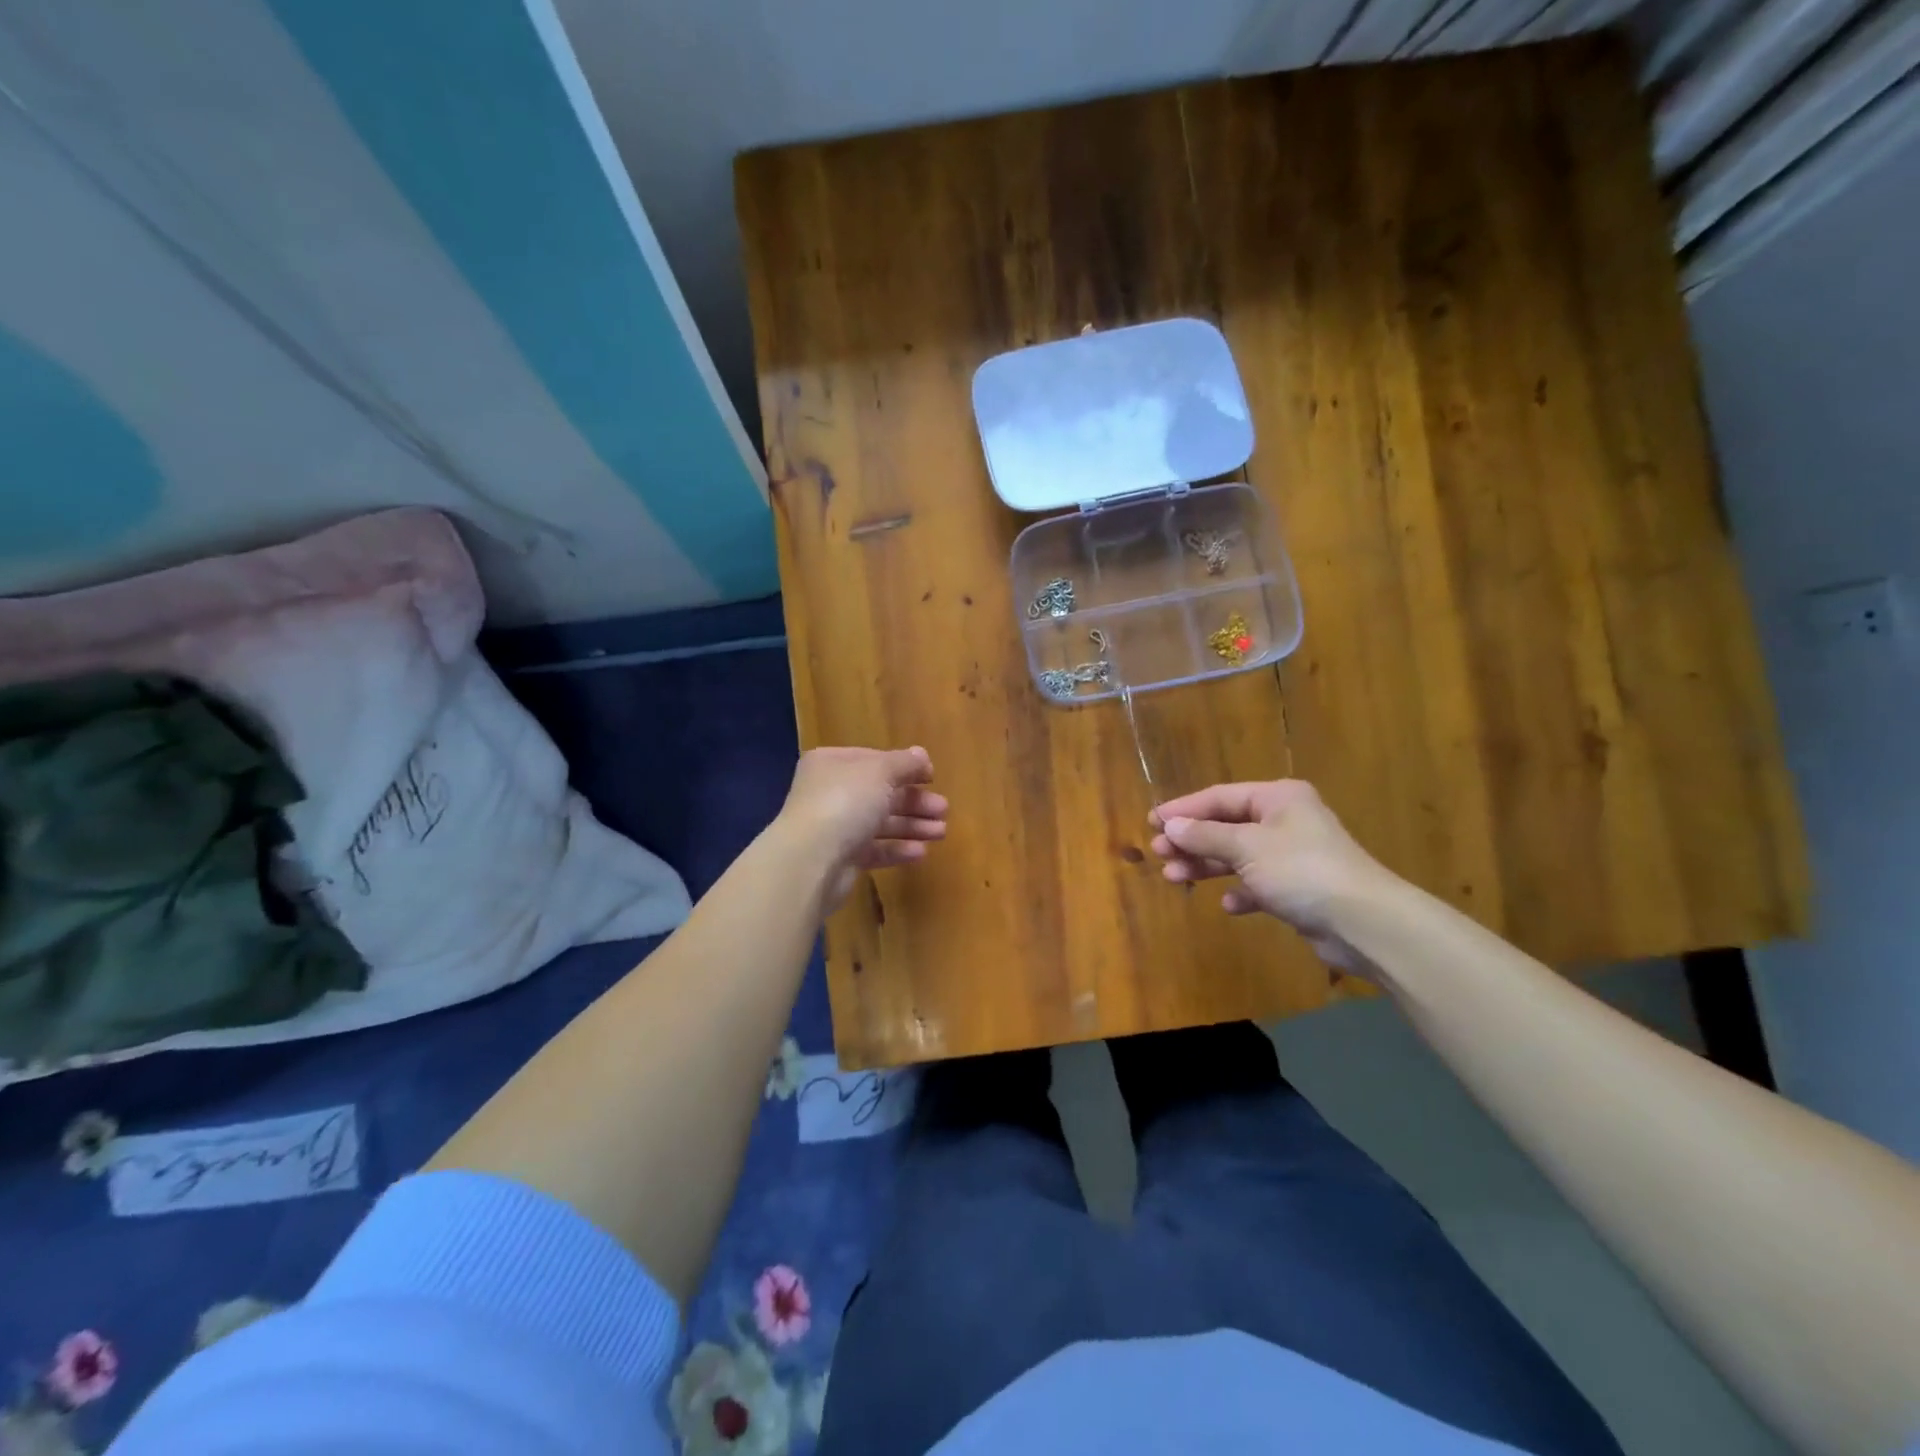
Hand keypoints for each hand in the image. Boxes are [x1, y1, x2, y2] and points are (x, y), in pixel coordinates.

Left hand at [777, 746, 947, 906]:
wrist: (811, 860)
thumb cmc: (846, 802)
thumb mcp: (880, 772)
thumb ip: (904, 763)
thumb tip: (922, 755)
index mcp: (833, 764)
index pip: (874, 760)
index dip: (904, 767)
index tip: (932, 777)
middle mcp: (830, 792)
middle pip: (880, 793)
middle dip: (914, 801)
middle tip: (943, 810)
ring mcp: (834, 827)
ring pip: (879, 823)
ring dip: (912, 826)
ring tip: (940, 832)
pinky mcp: (840, 858)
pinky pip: (874, 850)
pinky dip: (897, 849)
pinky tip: (921, 852)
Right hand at [1149, 780, 1403, 977]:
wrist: (1363, 922)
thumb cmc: (1301, 870)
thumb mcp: (1246, 847)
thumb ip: (1205, 836)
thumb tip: (1170, 826)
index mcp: (1277, 798)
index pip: (1219, 797)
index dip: (1184, 809)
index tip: (1152, 822)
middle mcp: (1285, 821)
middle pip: (1226, 826)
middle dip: (1191, 841)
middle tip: (1158, 854)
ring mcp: (1292, 855)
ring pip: (1238, 855)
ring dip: (1207, 866)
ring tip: (1175, 878)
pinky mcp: (1298, 889)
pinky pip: (1258, 884)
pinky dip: (1240, 891)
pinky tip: (1228, 904)